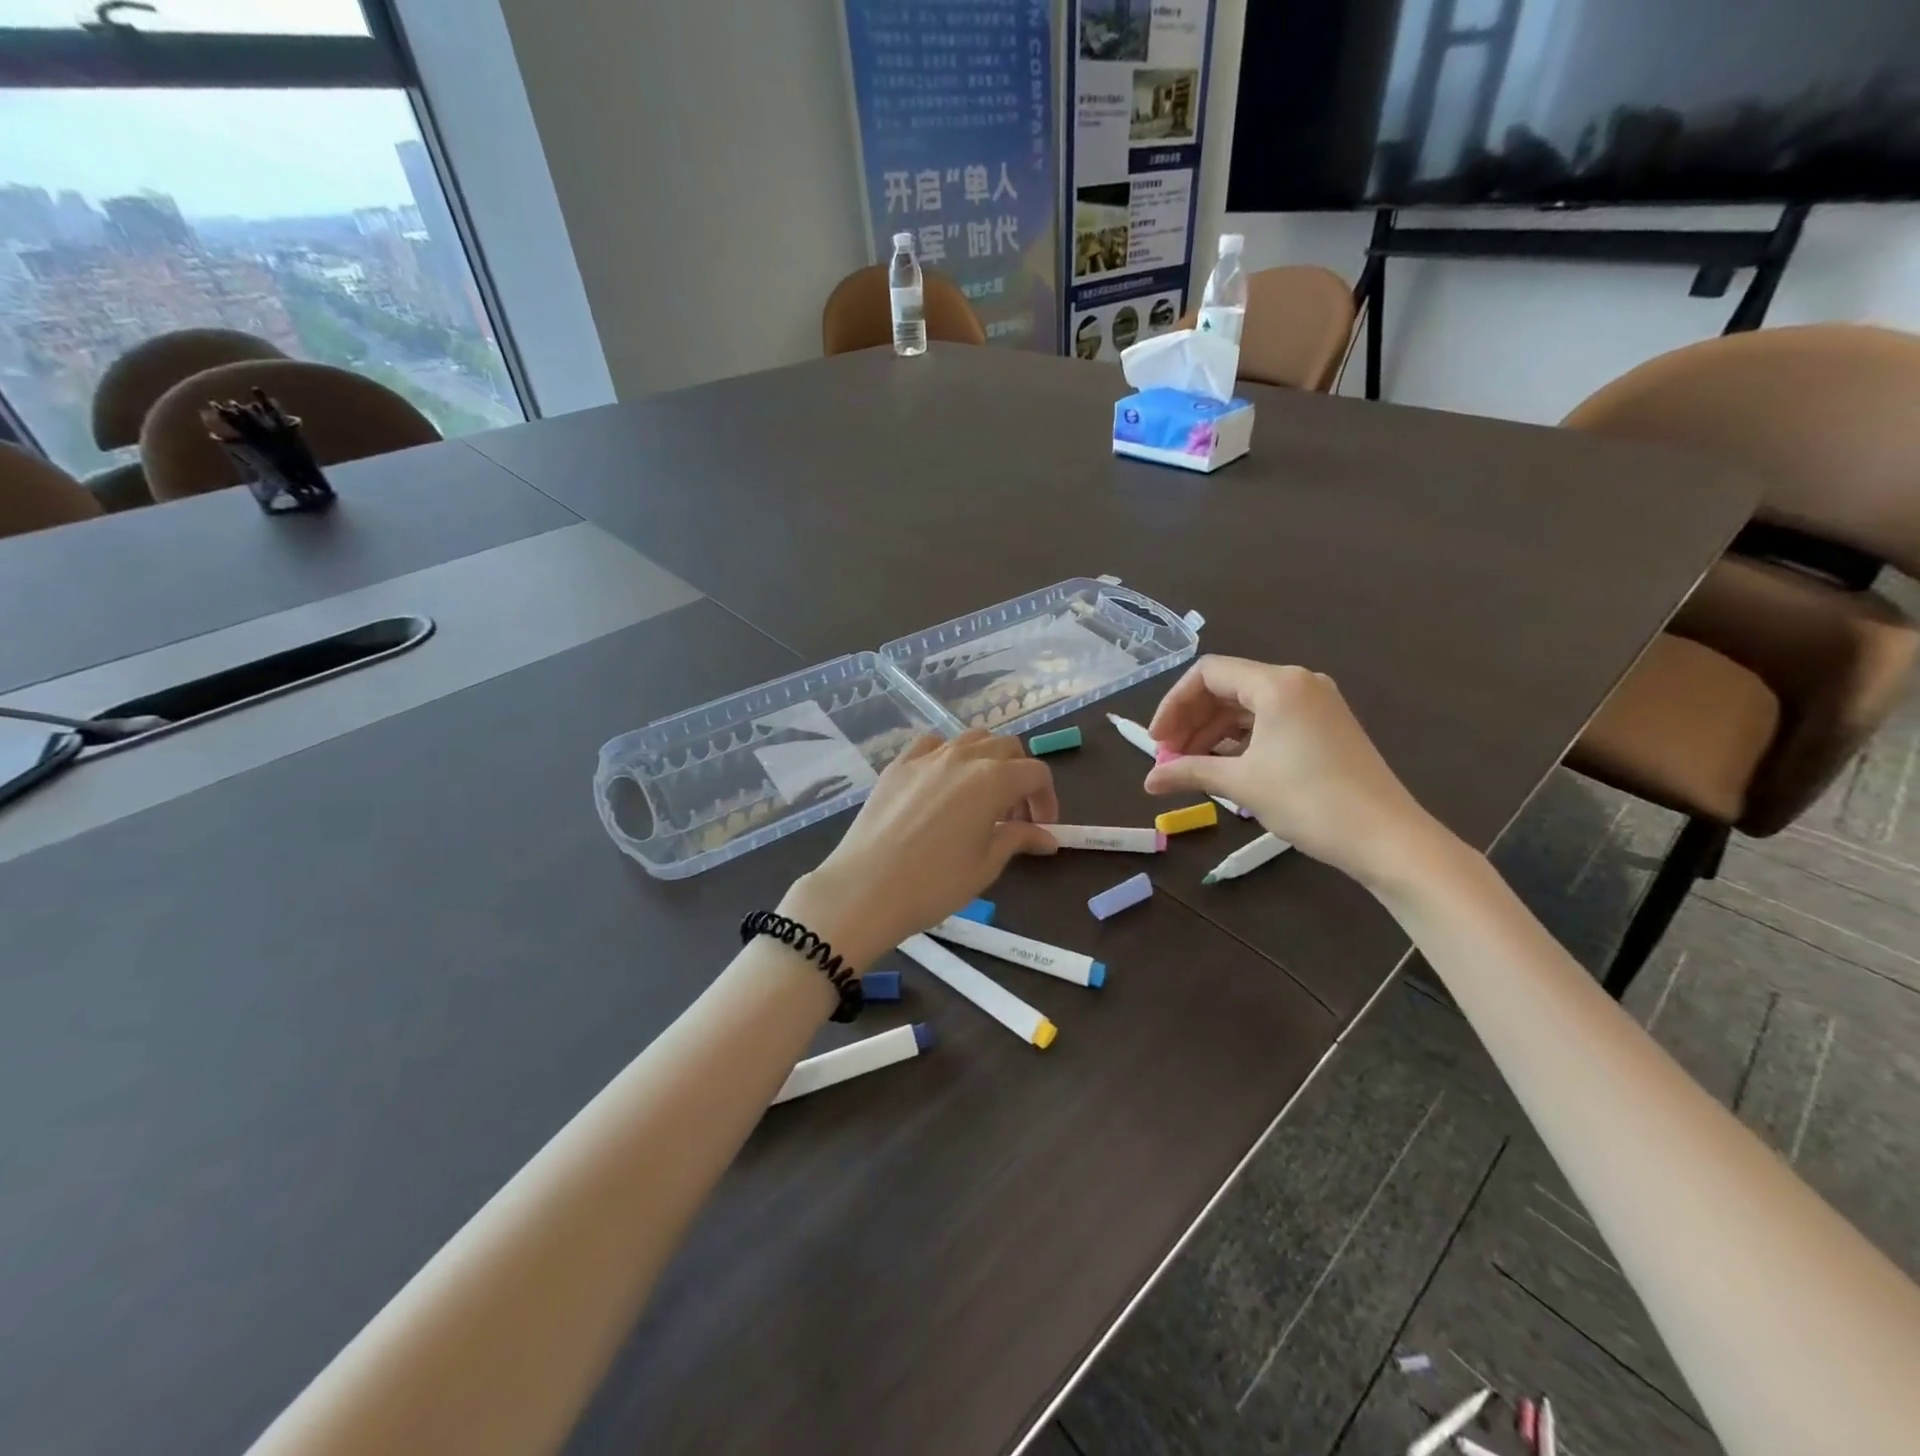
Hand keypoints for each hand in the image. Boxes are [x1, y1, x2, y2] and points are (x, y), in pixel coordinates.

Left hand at [782, 730, 1058, 967]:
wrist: (865, 889)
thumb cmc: (934, 883)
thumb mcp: (986, 864)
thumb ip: (1018, 839)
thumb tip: (1046, 837)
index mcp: (993, 779)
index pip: (1036, 773)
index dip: (1046, 799)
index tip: (1042, 828)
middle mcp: (963, 757)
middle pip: (1006, 748)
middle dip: (1020, 776)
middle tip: (1014, 815)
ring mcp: (926, 756)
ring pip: (971, 739)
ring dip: (987, 761)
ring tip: (981, 797)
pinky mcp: (898, 764)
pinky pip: (931, 744)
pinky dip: (948, 756)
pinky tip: (942, 784)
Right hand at [1142, 656, 1450, 890]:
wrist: (1386, 838)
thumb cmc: (1309, 801)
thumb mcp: (1241, 784)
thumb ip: (1189, 772)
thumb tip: (1148, 781)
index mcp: (1277, 684)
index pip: (1207, 674)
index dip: (1173, 704)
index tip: (1157, 742)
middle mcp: (1297, 682)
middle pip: (1226, 687)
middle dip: (1191, 721)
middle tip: (1168, 758)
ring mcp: (1315, 704)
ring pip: (1247, 706)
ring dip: (1212, 733)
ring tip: (1190, 767)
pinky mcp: (1325, 726)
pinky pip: (1270, 720)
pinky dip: (1240, 740)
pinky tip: (1224, 766)